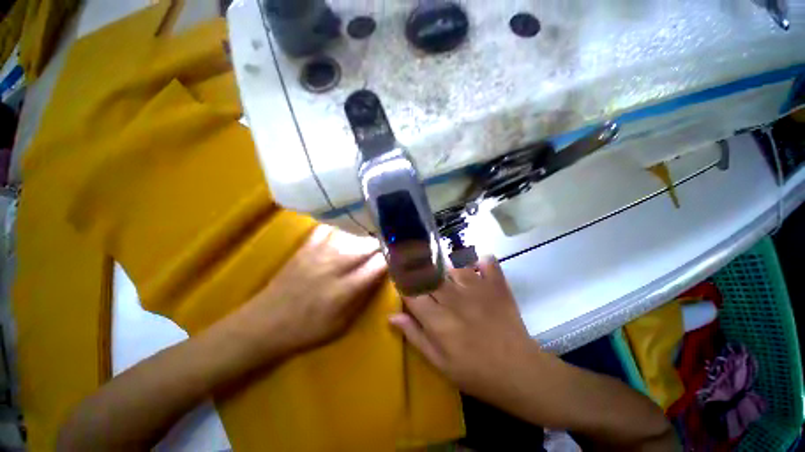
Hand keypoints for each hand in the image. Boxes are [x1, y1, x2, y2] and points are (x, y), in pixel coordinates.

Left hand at [236, 225, 386, 359]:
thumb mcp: (342, 324)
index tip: (402, 253)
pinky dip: (343, 225)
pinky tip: (350, 225)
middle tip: (393, 239)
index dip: (394, 257)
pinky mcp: (306, 246)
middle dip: (384, 241)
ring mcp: (319, 252)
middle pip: (368, 244)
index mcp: (345, 288)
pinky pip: (329, 227)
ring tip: (376, 229)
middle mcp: (335, 265)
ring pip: (352, 232)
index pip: (379, 264)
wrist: (265, 323)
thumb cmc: (307, 329)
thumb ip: (364, 296)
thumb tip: (381, 275)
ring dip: (367, 231)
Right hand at [390, 256, 537, 401]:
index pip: (411, 292)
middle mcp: (454, 298)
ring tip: (444, 272)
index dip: (402, 283)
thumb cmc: (475, 373)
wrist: (520, 373)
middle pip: (429, 275)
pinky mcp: (496, 286)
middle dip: (419, 270)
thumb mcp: (439, 363)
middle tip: (418, 270)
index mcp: (437, 320)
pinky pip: (486, 262)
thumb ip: (415, 336)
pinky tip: (476, 264)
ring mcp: (477, 288)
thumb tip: (392, 316)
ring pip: (452, 266)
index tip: (400, 280)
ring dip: (445, 268)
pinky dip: (480, 260)